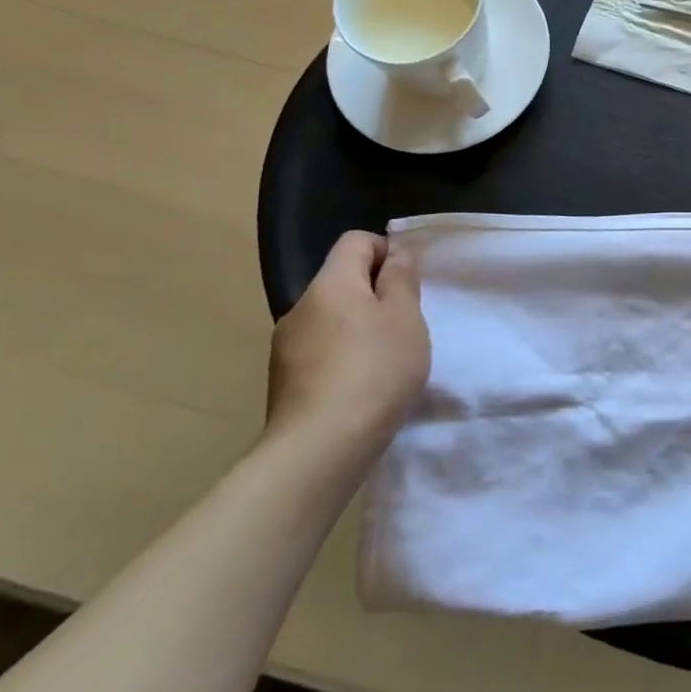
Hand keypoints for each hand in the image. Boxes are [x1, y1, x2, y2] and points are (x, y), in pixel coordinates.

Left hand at [266, 231, 431, 459]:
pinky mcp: (282, 383)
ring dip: (358, 329)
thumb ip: (401, 279)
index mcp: (330, 283)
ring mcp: (285, 347)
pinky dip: (342, 358)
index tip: (408, 283)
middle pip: (342, 281)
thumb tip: (394, 254)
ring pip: (331, 319)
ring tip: (384, 362)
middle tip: (404, 326)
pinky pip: (319, 352)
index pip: (356, 241)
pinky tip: (360, 387)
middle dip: (374, 295)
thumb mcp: (405, 317)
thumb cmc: (374, 370)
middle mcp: (300, 307)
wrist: (319, 450)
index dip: (386, 251)